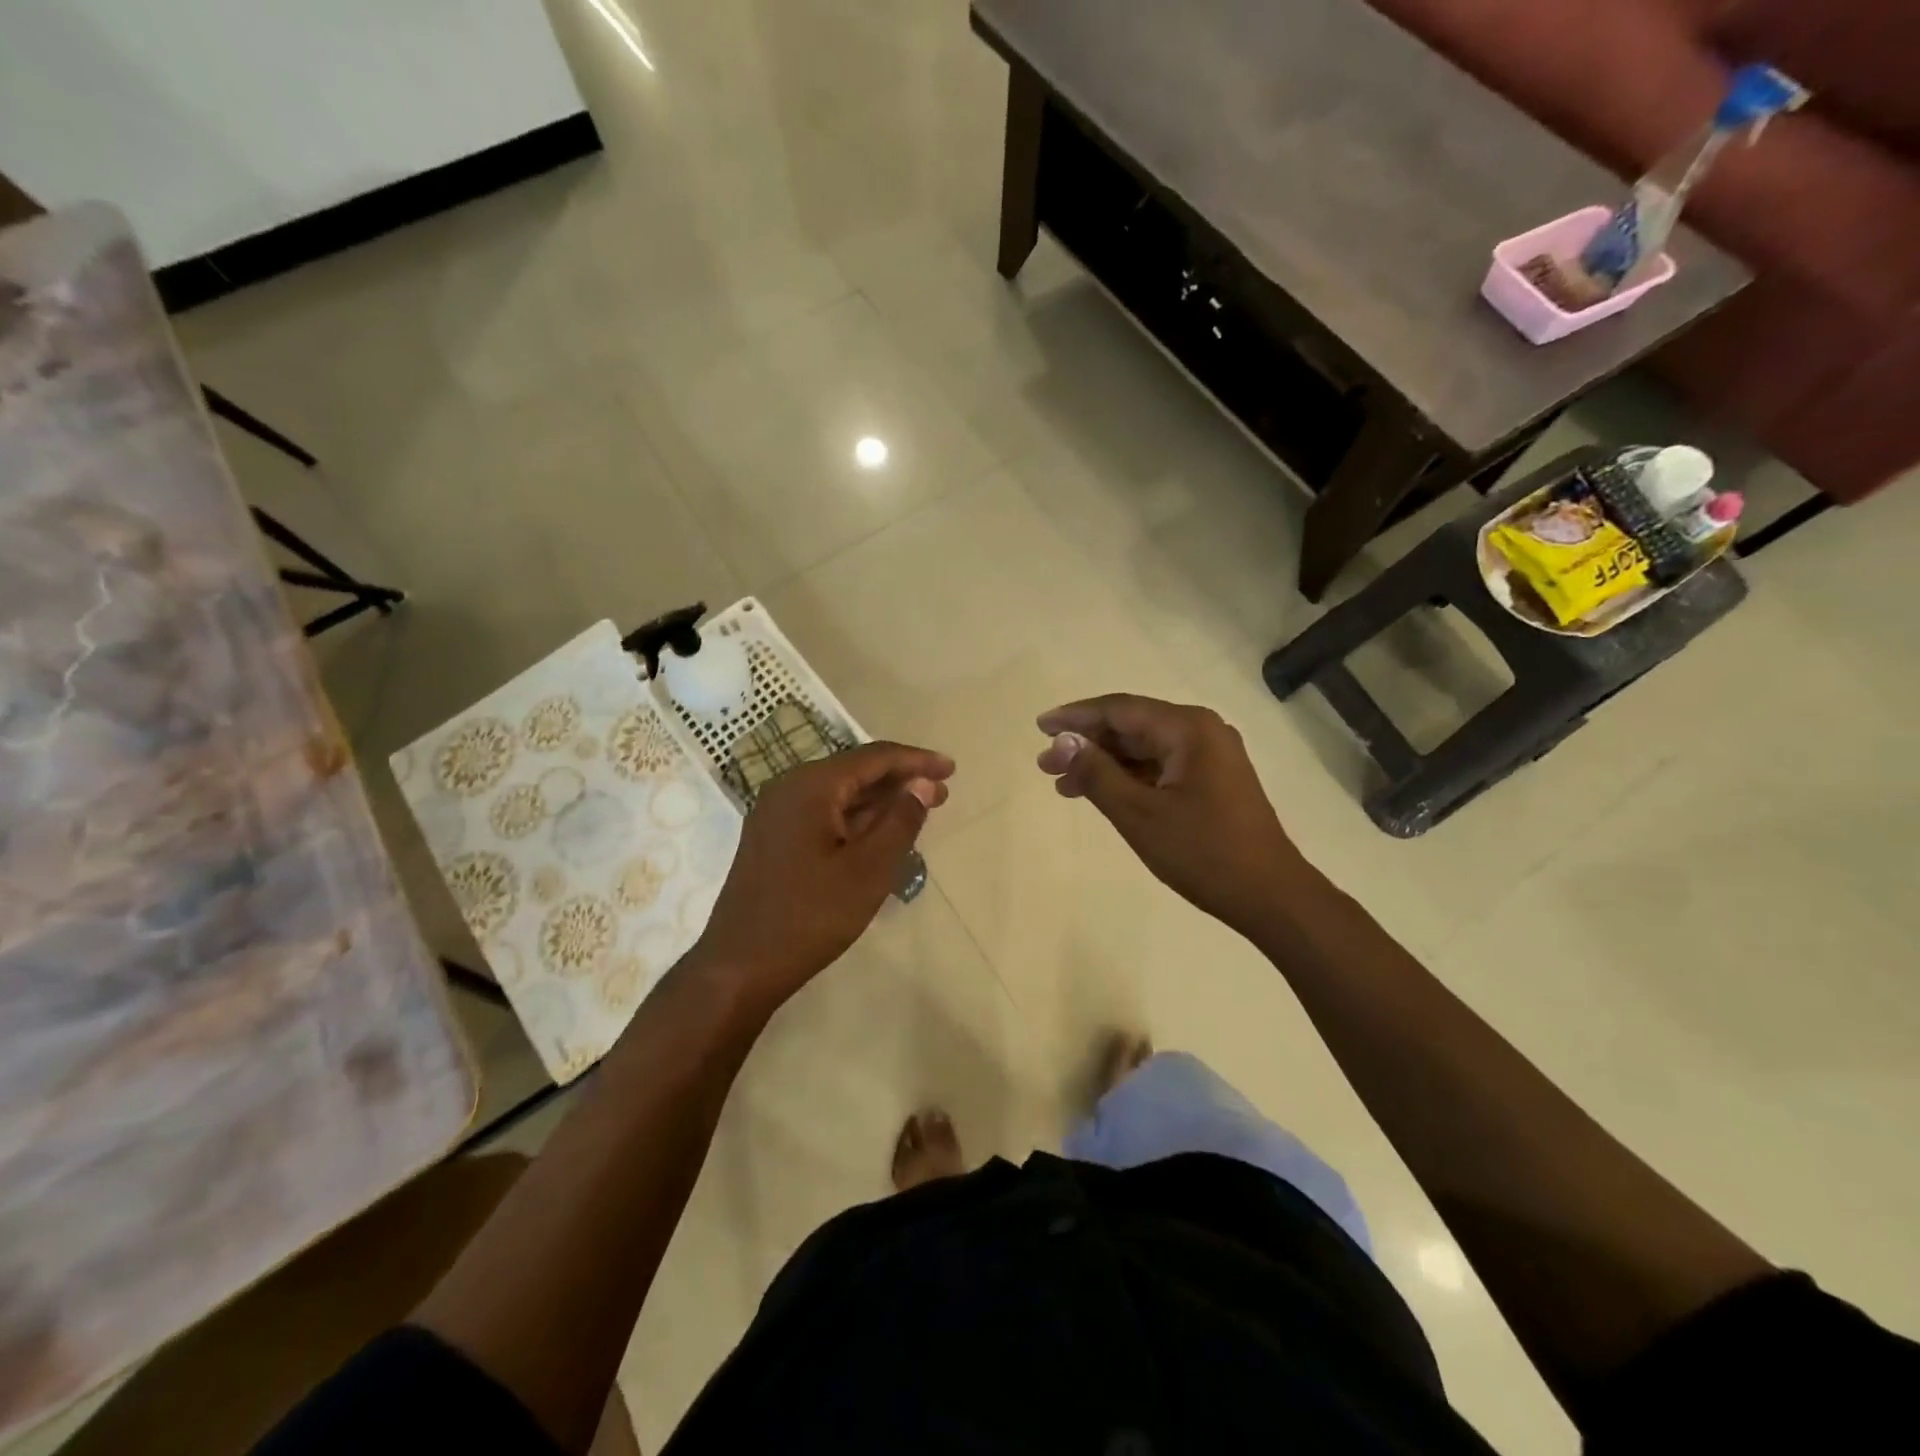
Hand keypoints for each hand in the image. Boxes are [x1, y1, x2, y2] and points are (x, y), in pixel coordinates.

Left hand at [693, 742, 952, 1009]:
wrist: (740, 967)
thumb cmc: (810, 917)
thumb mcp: (868, 870)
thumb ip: (900, 821)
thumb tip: (923, 783)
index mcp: (810, 786)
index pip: (873, 758)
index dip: (916, 761)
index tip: (951, 768)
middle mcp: (788, 789)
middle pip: (855, 772)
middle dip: (900, 781)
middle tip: (942, 793)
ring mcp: (776, 815)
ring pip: (839, 796)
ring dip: (880, 802)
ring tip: (920, 811)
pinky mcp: (774, 840)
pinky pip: (823, 815)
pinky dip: (856, 820)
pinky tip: (881, 834)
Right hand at [1036, 694, 1301, 938]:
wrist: (1270, 896)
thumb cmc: (1203, 852)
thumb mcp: (1139, 814)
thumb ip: (1097, 773)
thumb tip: (1062, 742)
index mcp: (1189, 729)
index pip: (1120, 710)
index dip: (1076, 717)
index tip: (1040, 726)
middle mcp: (1201, 731)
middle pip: (1131, 727)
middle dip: (1086, 744)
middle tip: (1045, 765)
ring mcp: (1210, 756)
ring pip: (1144, 749)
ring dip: (1104, 764)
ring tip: (1063, 784)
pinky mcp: (1212, 780)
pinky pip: (1159, 767)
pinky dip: (1128, 778)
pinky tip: (1099, 794)